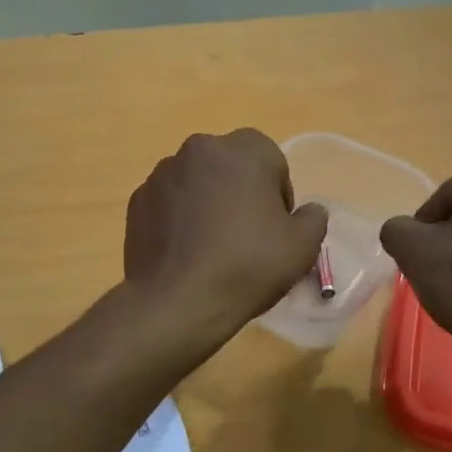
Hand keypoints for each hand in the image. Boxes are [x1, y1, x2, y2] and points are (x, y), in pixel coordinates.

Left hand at [124, 130, 328, 343]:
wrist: (177, 301)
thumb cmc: (247, 266)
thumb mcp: (302, 247)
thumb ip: (313, 218)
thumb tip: (308, 211)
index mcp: (242, 150)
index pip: (271, 159)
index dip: (278, 194)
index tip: (276, 227)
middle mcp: (199, 149)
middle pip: (231, 166)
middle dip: (241, 192)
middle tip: (247, 236)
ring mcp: (162, 174)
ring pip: (197, 182)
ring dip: (208, 202)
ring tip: (212, 246)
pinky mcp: (137, 201)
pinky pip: (169, 202)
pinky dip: (179, 218)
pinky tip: (185, 252)